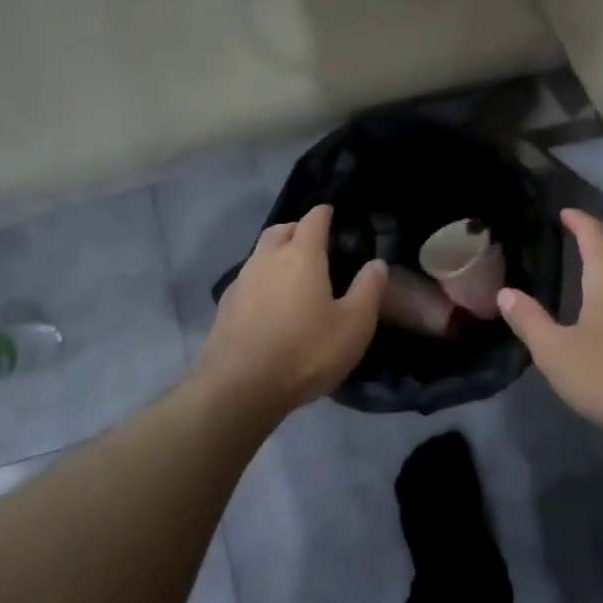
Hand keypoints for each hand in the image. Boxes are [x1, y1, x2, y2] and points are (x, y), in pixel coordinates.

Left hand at [194, 205, 386, 418]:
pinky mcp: (224, 307)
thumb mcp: (354, 325)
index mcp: (301, 255)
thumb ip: (369, 289)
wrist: (240, 388)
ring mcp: (241, 282)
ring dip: (276, 254)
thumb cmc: (306, 351)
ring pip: (260, 254)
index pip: (313, 219)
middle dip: (297, 229)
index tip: (333, 215)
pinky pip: (247, 280)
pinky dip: (262, 280)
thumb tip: (377, 263)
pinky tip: (270, 303)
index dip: (324, 214)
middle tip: (314, 243)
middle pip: (280, 230)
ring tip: (293, 273)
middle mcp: (267, 259)